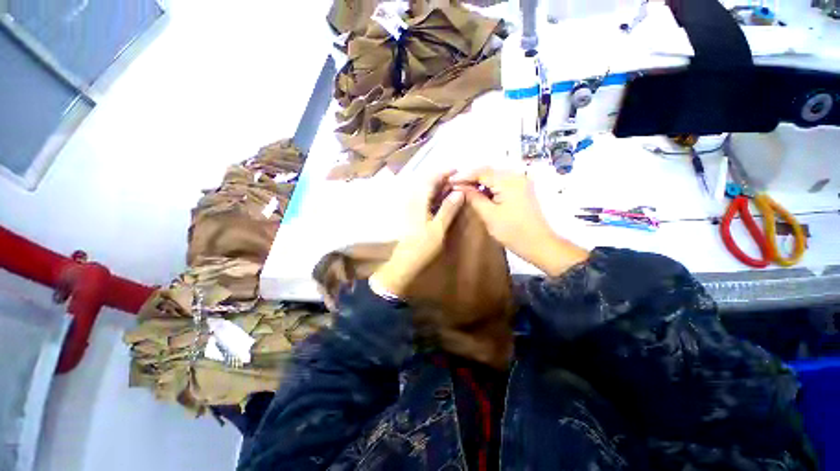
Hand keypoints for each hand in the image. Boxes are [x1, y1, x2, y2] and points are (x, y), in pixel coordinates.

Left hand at [370, 172, 464, 296]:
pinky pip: (422, 199)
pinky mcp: (410, 214)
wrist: (403, 262)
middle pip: (426, 183)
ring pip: (424, 190)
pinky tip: (440, 201)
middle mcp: (412, 200)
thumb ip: (448, 209)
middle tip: (456, 180)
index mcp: (418, 201)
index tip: (456, 170)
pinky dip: (432, 196)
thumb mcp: (438, 229)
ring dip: (437, 187)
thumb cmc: (421, 246)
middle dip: (441, 179)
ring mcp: (410, 207)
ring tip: (451, 189)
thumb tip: (459, 192)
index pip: (431, 179)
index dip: (444, 173)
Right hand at [452, 168, 587, 275]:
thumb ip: (473, 197)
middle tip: (454, 186)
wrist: (539, 244)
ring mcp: (520, 182)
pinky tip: (478, 194)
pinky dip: (488, 188)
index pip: (481, 172)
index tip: (449, 182)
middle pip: (488, 172)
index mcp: (509, 180)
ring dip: (478, 183)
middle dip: (470, 178)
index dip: (463, 176)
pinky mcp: (521, 190)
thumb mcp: (489, 215)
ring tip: (463, 189)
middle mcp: (516, 176)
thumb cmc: (513, 231)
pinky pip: (501, 184)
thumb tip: (458, 187)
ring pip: (494, 177)